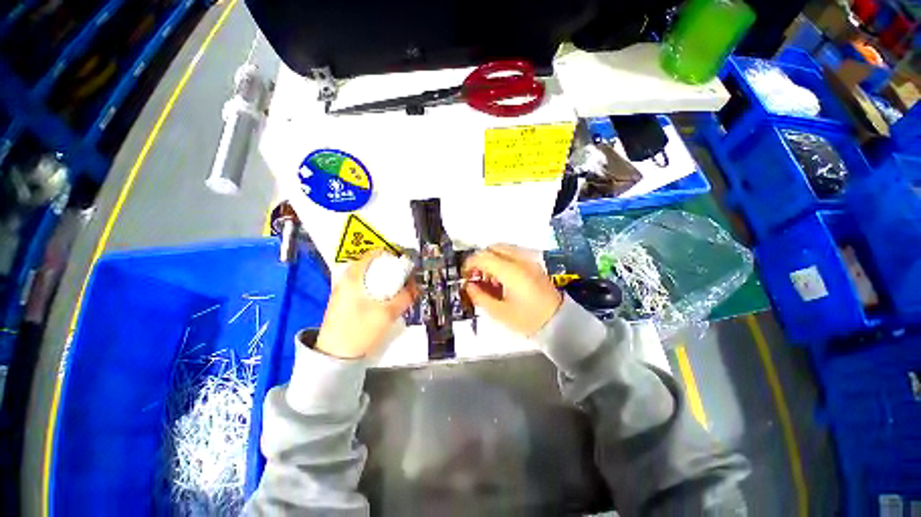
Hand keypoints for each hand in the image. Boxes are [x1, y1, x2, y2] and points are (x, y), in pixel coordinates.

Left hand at [315, 250, 417, 358]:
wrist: (335, 355)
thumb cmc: (360, 330)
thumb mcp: (388, 314)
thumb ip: (405, 298)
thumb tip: (416, 288)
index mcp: (353, 276)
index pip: (374, 254)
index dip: (392, 257)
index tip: (404, 266)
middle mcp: (345, 279)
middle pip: (372, 265)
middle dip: (390, 271)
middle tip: (403, 281)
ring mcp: (342, 290)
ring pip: (368, 277)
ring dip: (383, 281)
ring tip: (396, 292)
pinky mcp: (343, 301)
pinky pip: (363, 287)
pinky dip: (375, 289)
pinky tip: (383, 301)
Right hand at [462, 244, 562, 336]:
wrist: (558, 322)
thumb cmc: (527, 319)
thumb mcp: (499, 313)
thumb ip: (480, 296)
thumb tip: (469, 285)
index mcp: (511, 272)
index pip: (484, 257)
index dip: (470, 263)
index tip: (465, 275)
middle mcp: (521, 260)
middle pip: (493, 248)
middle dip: (481, 259)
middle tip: (476, 276)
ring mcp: (530, 260)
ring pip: (504, 249)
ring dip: (491, 259)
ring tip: (489, 279)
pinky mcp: (534, 264)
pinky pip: (513, 254)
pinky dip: (502, 260)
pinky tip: (502, 278)